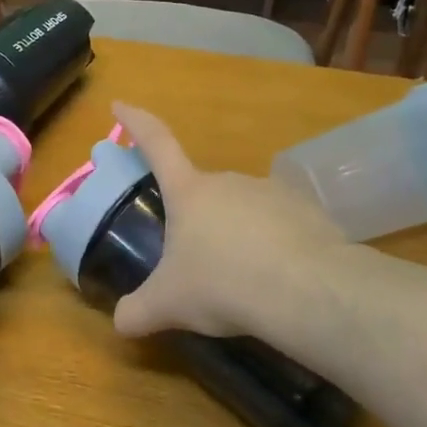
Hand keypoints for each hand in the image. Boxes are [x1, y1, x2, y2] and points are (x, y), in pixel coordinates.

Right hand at [110, 102, 348, 344]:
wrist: (305, 289)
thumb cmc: (222, 283)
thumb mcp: (168, 304)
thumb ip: (138, 311)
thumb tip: (122, 322)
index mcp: (189, 192)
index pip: (156, 143)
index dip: (135, 122)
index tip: (120, 104)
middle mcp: (228, 181)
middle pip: (201, 192)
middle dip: (195, 220)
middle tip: (196, 264)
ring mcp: (271, 191)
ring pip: (241, 210)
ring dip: (235, 234)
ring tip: (241, 279)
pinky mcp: (306, 211)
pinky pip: (279, 224)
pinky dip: (272, 244)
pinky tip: (276, 279)